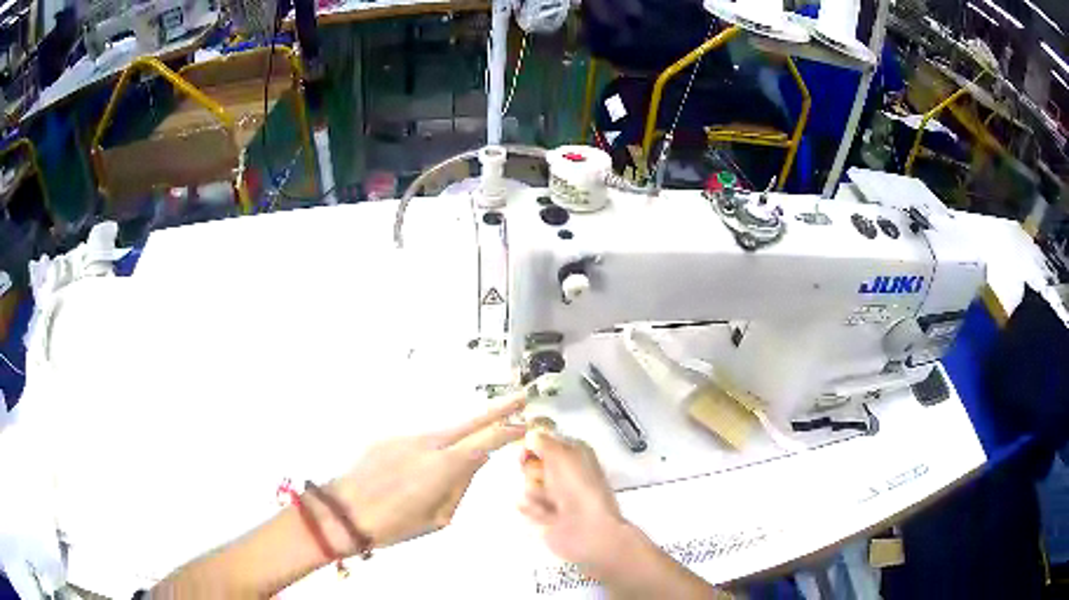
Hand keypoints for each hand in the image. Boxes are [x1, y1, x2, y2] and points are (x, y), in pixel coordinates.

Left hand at [324, 394, 525, 551]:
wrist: (345, 512)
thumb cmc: (394, 524)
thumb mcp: (439, 517)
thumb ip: (460, 486)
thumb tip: (474, 463)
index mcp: (444, 466)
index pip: (486, 440)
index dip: (509, 430)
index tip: (525, 425)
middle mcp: (427, 443)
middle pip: (470, 421)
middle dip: (498, 410)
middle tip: (520, 398)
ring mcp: (406, 437)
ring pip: (444, 432)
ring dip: (460, 438)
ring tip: (457, 463)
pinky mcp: (388, 438)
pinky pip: (419, 441)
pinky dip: (429, 450)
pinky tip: (416, 473)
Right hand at [517, 430, 635, 577]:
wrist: (587, 531)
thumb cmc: (579, 489)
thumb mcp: (562, 456)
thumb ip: (543, 441)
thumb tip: (530, 434)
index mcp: (575, 453)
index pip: (546, 439)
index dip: (534, 442)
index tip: (527, 447)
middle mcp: (565, 472)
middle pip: (532, 461)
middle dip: (532, 469)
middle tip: (542, 477)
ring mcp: (555, 494)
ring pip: (527, 483)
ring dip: (534, 491)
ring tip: (548, 501)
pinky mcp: (544, 514)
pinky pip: (525, 504)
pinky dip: (532, 509)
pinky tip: (545, 514)